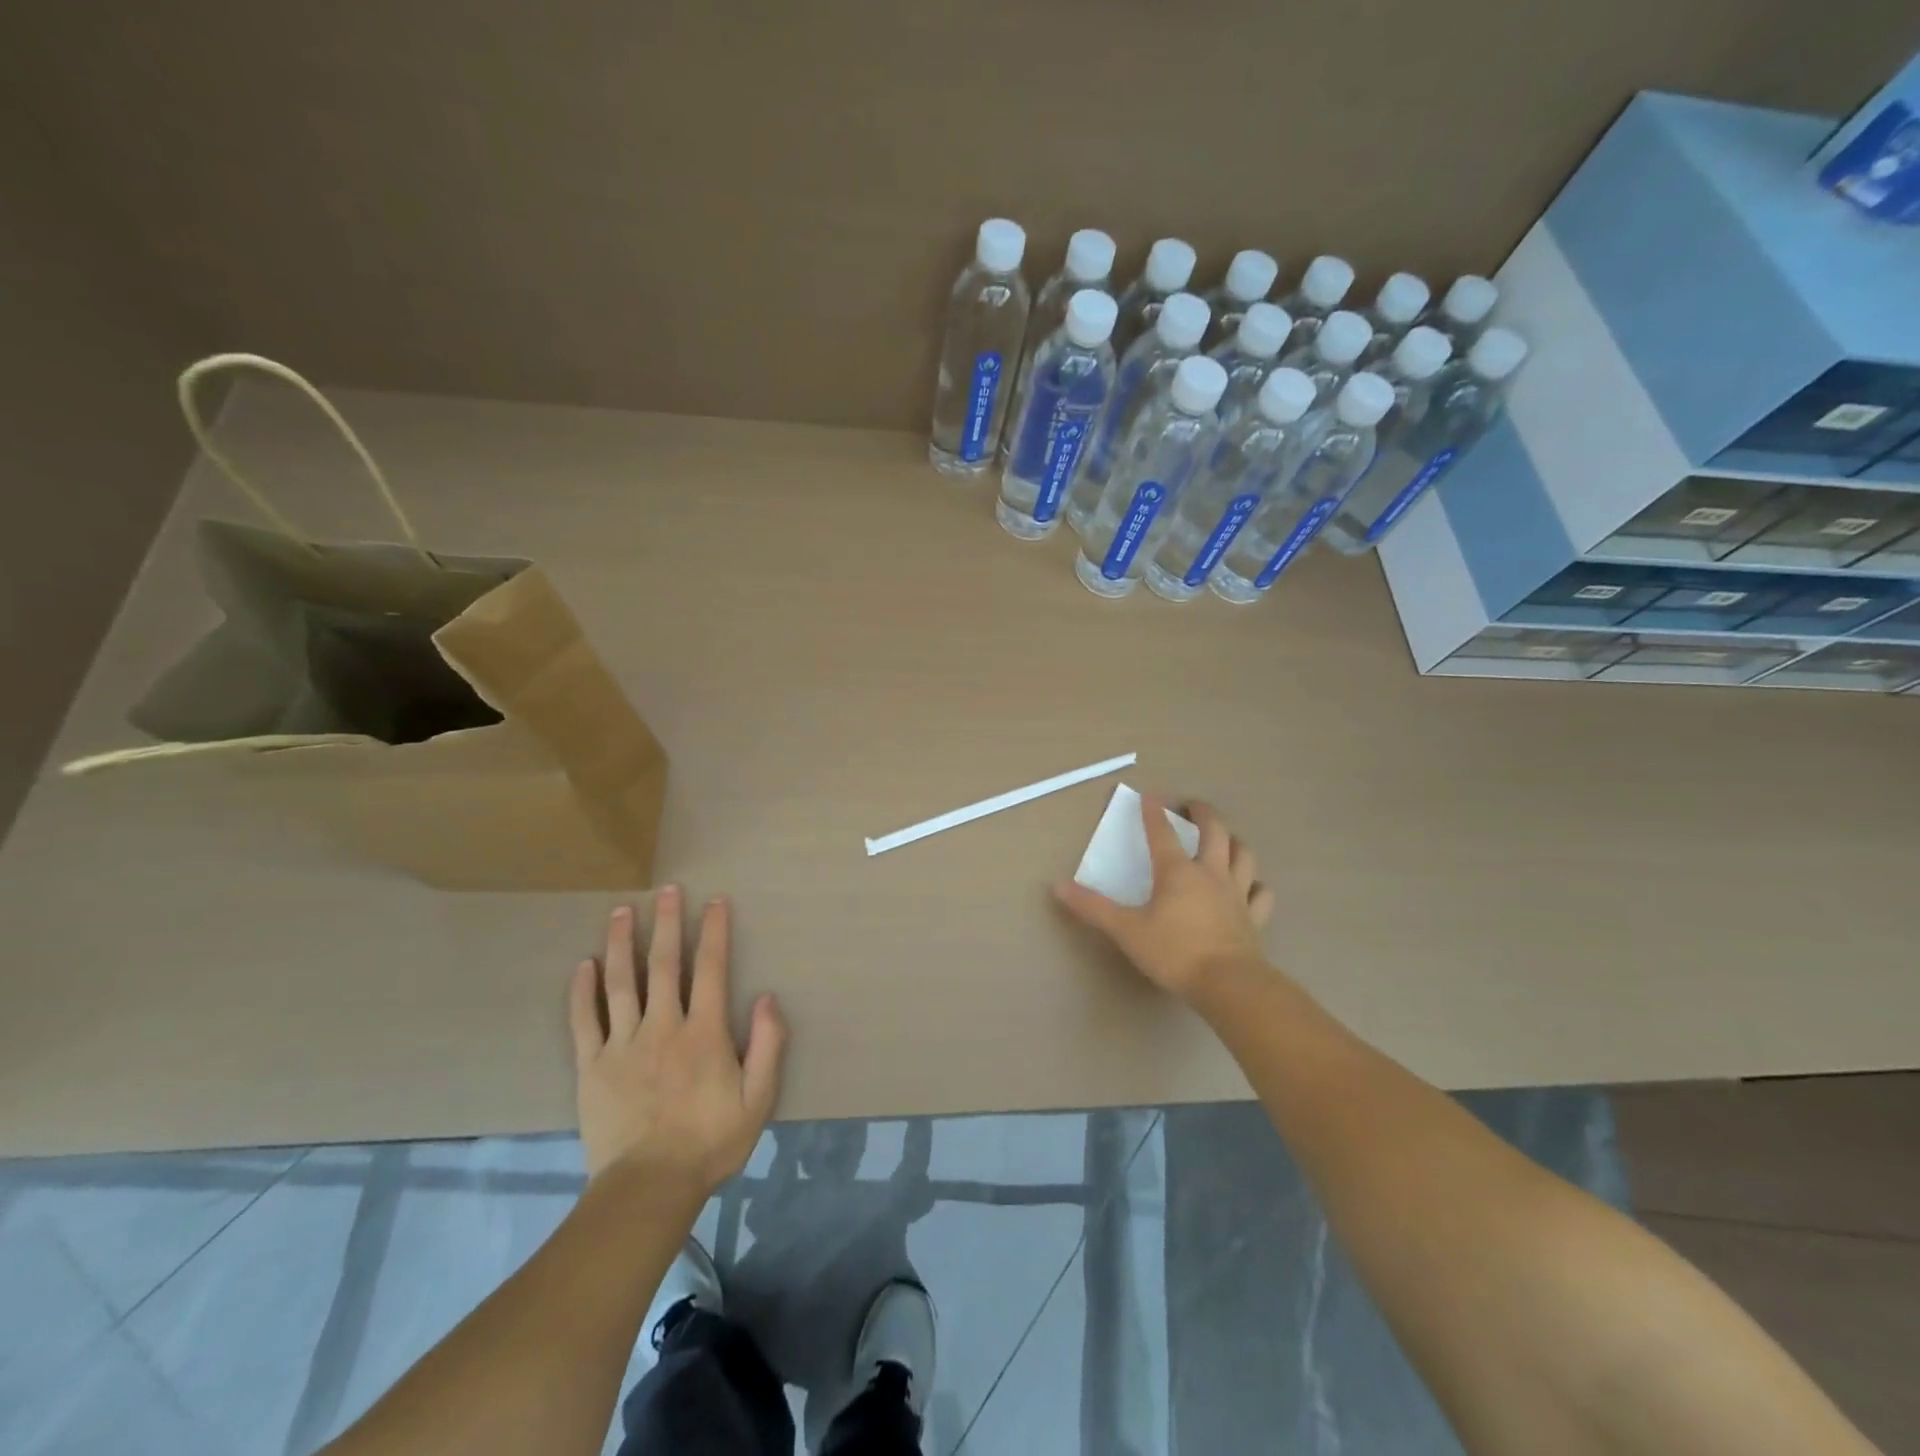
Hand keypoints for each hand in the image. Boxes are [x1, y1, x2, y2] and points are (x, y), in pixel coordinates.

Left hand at [568, 888, 787, 1195]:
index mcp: (703, 1032)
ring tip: (621, 911)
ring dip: (621, 943)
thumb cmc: (710, 1141)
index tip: (715, 901)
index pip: (711, 969)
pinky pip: (584, 1021)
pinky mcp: (591, 1066)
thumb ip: (768, 1045)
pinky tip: (583, 966)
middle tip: (668, 889)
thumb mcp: (758, 1098)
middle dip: (668, 923)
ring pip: (620, 983)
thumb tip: (768, 997)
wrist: (649, 1187)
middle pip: (665, 964)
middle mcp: (662, 1026)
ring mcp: (622, 1044)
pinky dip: (582, 991)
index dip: (714, 932)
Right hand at [1053, 795, 1273, 997]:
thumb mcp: (1126, 930)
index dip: (1153, 812)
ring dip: (1234, 840)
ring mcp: (1237, 893)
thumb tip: (1059, 886)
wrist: (1229, 984)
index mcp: (1177, 872)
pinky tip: (1252, 885)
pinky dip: (1257, 884)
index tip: (1150, 795)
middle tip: (1193, 805)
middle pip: (1214, 831)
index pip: (1162, 833)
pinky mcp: (1254, 917)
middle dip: (1203, 813)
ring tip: (1226, 836)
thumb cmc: (1174, 952)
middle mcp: (1210, 873)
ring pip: (1242, 855)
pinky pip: (1261, 893)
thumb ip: (1093, 908)